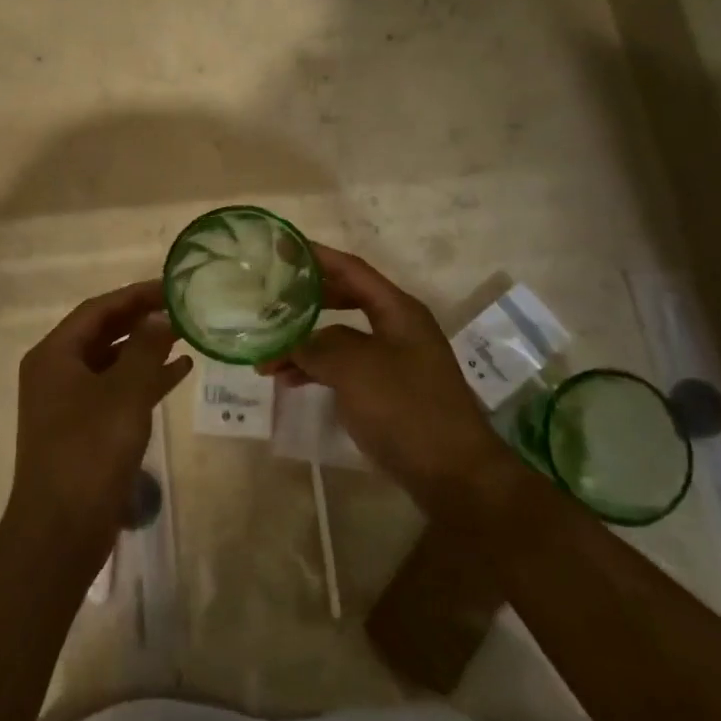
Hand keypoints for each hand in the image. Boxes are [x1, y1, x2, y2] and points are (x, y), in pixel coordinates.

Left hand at [9, 280, 191, 564]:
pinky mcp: (84, 429)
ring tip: (186, 334)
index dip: (135, 295)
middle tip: (182, 307)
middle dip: (142, 319)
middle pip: (103, 333)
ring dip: (146, 348)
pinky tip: (179, 373)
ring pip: (112, 362)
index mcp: (54, 355)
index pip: (98, 309)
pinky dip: (145, 380)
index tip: (172, 286)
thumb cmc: (90, 452)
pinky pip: (117, 391)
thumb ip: (145, 348)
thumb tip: (161, 315)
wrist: (62, 529)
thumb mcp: (124, 393)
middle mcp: (56, 372)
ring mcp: (68, 402)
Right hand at [262, 246, 495, 514]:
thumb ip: (318, 347)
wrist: (454, 474)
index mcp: (398, 311)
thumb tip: (294, 343)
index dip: (316, 256)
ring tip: (267, 355)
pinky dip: (316, 369)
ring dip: (304, 343)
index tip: (282, 246)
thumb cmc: (406, 409)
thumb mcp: (355, 369)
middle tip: (270, 298)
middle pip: (345, 300)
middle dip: (306, 300)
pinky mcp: (388, 391)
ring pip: (339, 338)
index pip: (351, 269)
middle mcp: (397, 328)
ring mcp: (394, 361)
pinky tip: (290, 380)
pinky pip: (343, 367)